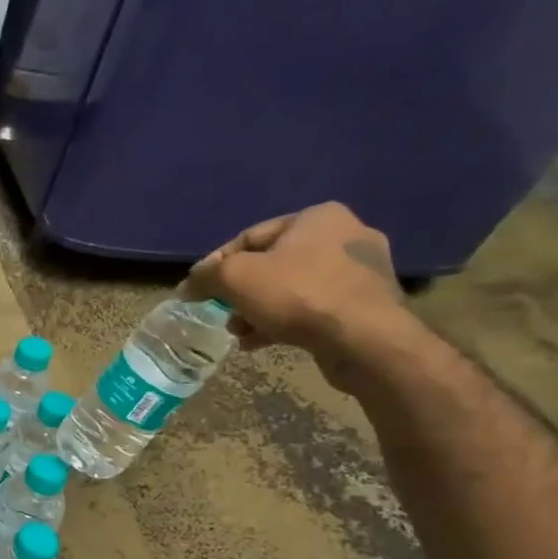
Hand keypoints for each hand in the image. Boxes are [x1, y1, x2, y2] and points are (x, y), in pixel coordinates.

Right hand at [185, 202, 410, 378]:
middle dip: (241, 291)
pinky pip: (314, 307)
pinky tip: (262, 341)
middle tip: (222, 313)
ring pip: (292, 287)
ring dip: (259, 309)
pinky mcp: (368, 303)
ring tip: (239, 332)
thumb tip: (189, 283)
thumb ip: (207, 275)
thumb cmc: (297, 295)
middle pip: (272, 263)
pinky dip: (285, 321)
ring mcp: (362, 269)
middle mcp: (346, 233)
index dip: (217, 264)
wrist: (363, 339)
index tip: (198, 290)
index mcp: (317, 216)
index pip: (250, 237)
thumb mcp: (236, 278)